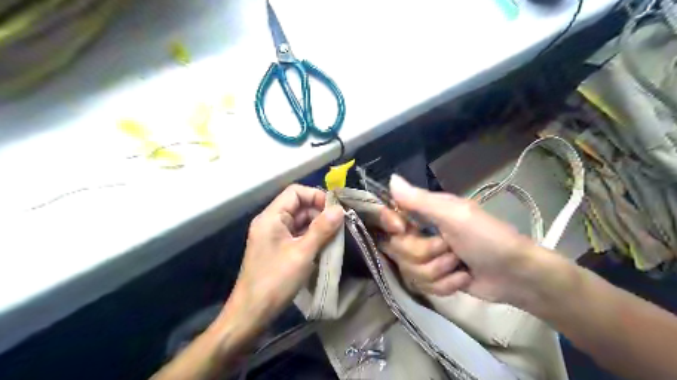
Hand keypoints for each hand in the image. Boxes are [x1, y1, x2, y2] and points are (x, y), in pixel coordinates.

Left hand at [224, 185, 344, 333]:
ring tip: (335, 238)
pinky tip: (324, 248)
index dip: (316, 196)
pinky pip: (297, 236)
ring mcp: (273, 236)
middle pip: (298, 206)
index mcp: (271, 217)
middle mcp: (271, 222)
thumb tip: (339, 209)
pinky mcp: (277, 249)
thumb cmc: (275, 281)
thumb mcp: (302, 253)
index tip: (334, 211)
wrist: (251, 314)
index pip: (295, 192)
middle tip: (340, 226)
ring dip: (317, 227)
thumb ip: (321, 229)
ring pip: (299, 222)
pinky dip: (311, 238)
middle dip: (320, 214)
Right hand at [380, 176, 543, 304]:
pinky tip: (463, 278)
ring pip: (409, 270)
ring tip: (460, 265)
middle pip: (397, 248)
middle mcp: (421, 233)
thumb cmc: (488, 238)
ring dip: (439, 271)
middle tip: (450, 248)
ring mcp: (427, 258)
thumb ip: (420, 201)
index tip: (403, 229)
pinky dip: (446, 285)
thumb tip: (391, 179)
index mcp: (424, 213)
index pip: (389, 216)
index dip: (390, 224)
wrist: (517, 275)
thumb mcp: (455, 215)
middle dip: (425, 253)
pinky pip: (423, 286)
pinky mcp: (435, 279)